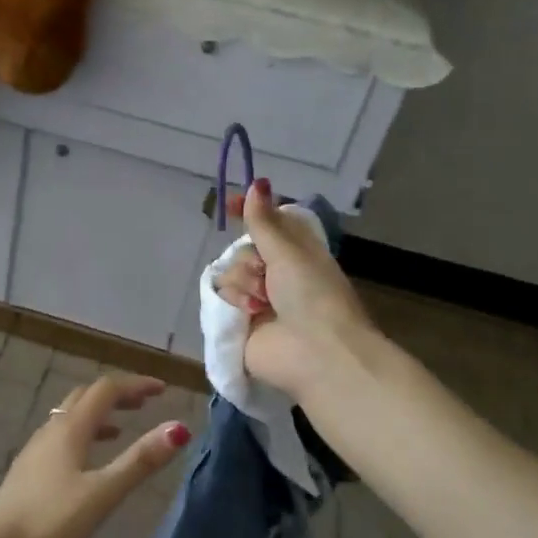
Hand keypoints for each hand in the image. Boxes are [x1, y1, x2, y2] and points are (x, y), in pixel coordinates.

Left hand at [0, 374, 191, 537]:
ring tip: (123, 426)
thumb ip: (139, 461)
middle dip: (117, 394)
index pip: (106, 390)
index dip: (135, 385)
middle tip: (145, 403)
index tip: (163, 389)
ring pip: (71, 416)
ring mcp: (37, 450)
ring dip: (99, 414)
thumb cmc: (51, 522)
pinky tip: (90, 460)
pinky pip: (62, 437)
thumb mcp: (102, 493)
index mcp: (70, 429)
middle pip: (86, 397)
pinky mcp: (30, 470)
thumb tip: (178, 428)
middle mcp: (52, 430)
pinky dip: (84, 434)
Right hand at [216, 179, 374, 399]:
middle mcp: (277, 276)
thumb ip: (265, 221)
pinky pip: (221, 297)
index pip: (268, 226)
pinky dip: (235, 301)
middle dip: (250, 258)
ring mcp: (257, 301)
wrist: (316, 354)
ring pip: (230, 272)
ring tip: (261, 303)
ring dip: (244, 282)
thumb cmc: (313, 296)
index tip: (230, 203)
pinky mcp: (240, 323)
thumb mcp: (290, 252)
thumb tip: (256, 183)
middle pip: (244, 249)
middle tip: (265, 272)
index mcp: (297, 256)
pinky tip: (249, 313)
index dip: (250, 213)